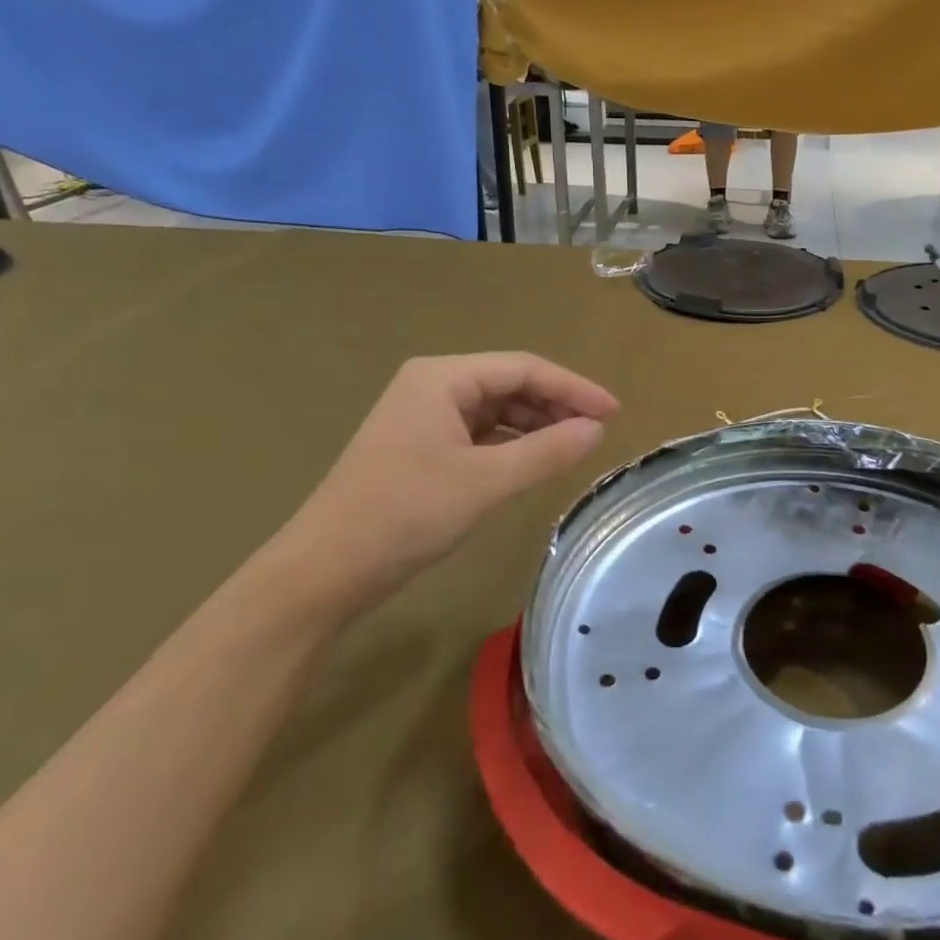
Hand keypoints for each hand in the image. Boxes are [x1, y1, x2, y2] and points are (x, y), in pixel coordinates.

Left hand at [268, 353, 617, 613]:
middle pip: (509, 384)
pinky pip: (478, 435)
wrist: (325, 570)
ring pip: (494, 411)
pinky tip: (533, 463)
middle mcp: (431, 387)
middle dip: (555, 405)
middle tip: (598, 432)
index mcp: (442, 378)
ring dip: (535, 426)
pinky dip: (511, 446)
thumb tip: (597, 429)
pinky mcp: (419, 449)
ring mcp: (422, 419)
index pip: (523, 368)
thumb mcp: (486, 481)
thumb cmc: (406, 514)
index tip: (614, 412)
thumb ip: (547, 451)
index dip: (573, 387)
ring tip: (574, 448)